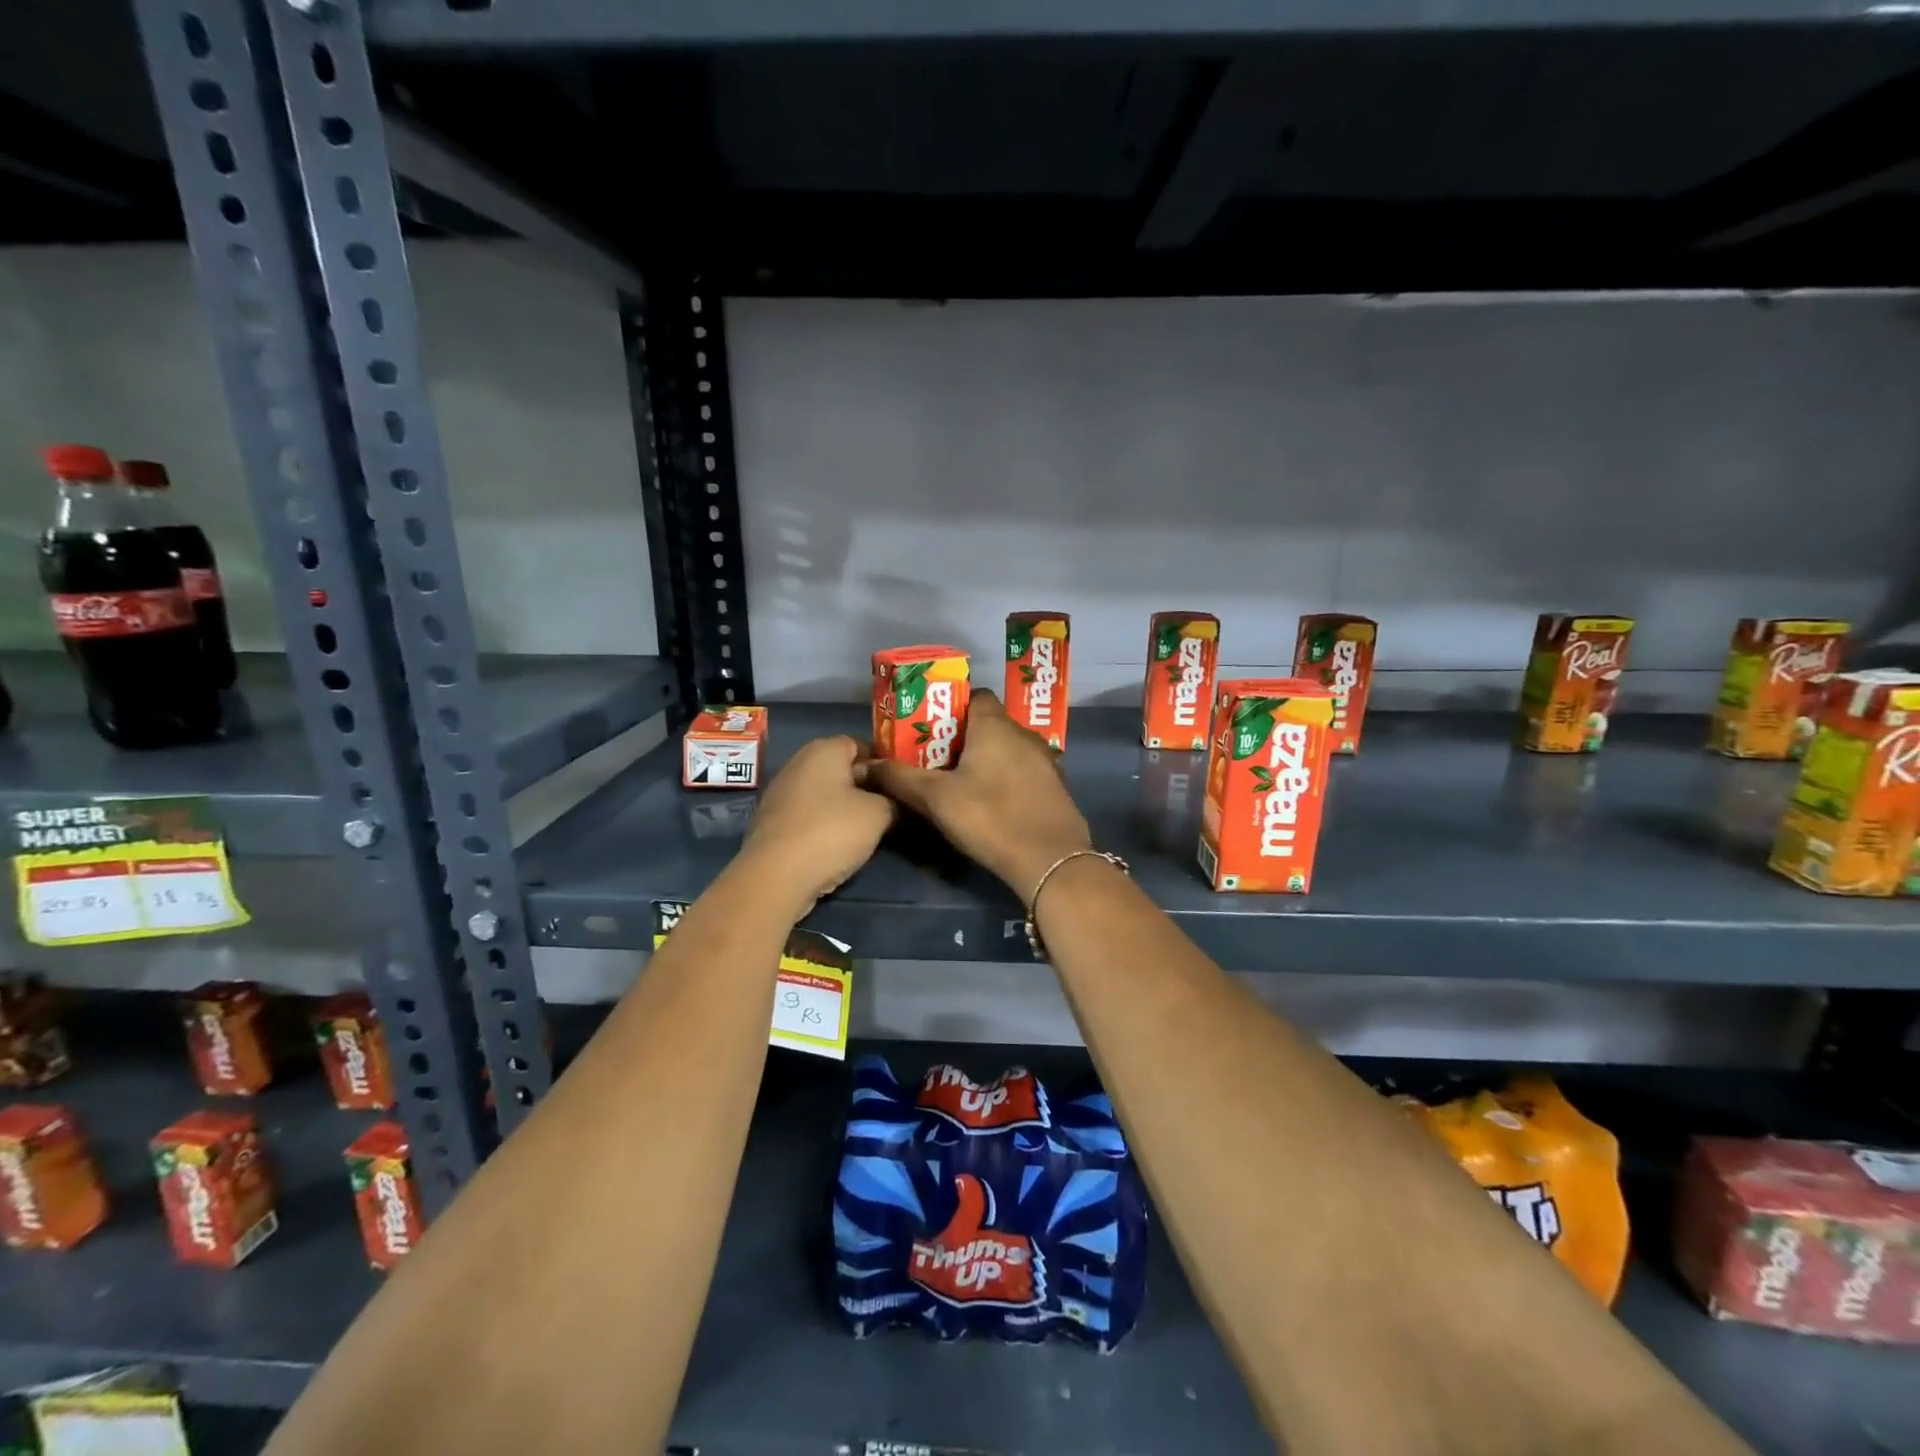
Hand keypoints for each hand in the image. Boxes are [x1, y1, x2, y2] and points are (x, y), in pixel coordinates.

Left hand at [738, 735, 894, 918]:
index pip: (862, 744)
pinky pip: (808, 814)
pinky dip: (824, 824)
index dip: (884, 762)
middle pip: (841, 769)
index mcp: (824, 749)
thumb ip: (892, 800)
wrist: (776, 875)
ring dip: (845, 808)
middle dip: (866, 786)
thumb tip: (892, 801)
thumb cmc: (832, 831)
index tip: (901, 784)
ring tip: (868, 829)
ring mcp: (781, 792)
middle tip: (891, 808)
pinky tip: (839, 844)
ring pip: (825, 794)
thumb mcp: (879, 814)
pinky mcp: (772, 821)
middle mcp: (799, 762)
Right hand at [860, 690, 1091, 901]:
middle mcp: (1024, 734)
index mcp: (995, 725)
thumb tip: (865, 765)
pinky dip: (1006, 777)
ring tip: (959, 782)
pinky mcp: (1055, 786)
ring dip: (985, 759)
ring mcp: (1045, 760)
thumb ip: (900, 778)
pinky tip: (991, 802)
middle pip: (989, 723)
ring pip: (1007, 748)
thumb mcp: (936, 798)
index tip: (929, 729)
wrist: (1049, 859)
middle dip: (962, 737)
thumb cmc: (990, 817)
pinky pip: (1023, 770)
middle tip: (935, 759)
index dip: (951, 707)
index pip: (975, 696)